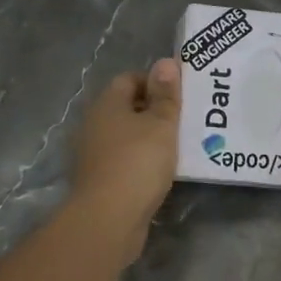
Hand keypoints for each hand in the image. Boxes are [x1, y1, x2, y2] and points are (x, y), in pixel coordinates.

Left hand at [69, 58, 181, 260]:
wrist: (108, 219)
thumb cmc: (137, 162)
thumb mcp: (161, 124)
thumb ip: (166, 94)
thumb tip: (165, 62)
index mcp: (106, 104)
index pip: (130, 78)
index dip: (155, 82)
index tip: (180, 95)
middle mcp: (95, 124)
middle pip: (127, 107)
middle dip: (155, 111)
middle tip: (186, 119)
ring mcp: (94, 154)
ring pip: (127, 136)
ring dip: (150, 139)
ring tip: (180, 145)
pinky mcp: (99, 180)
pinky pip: (125, 161)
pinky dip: (142, 162)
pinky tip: (163, 171)